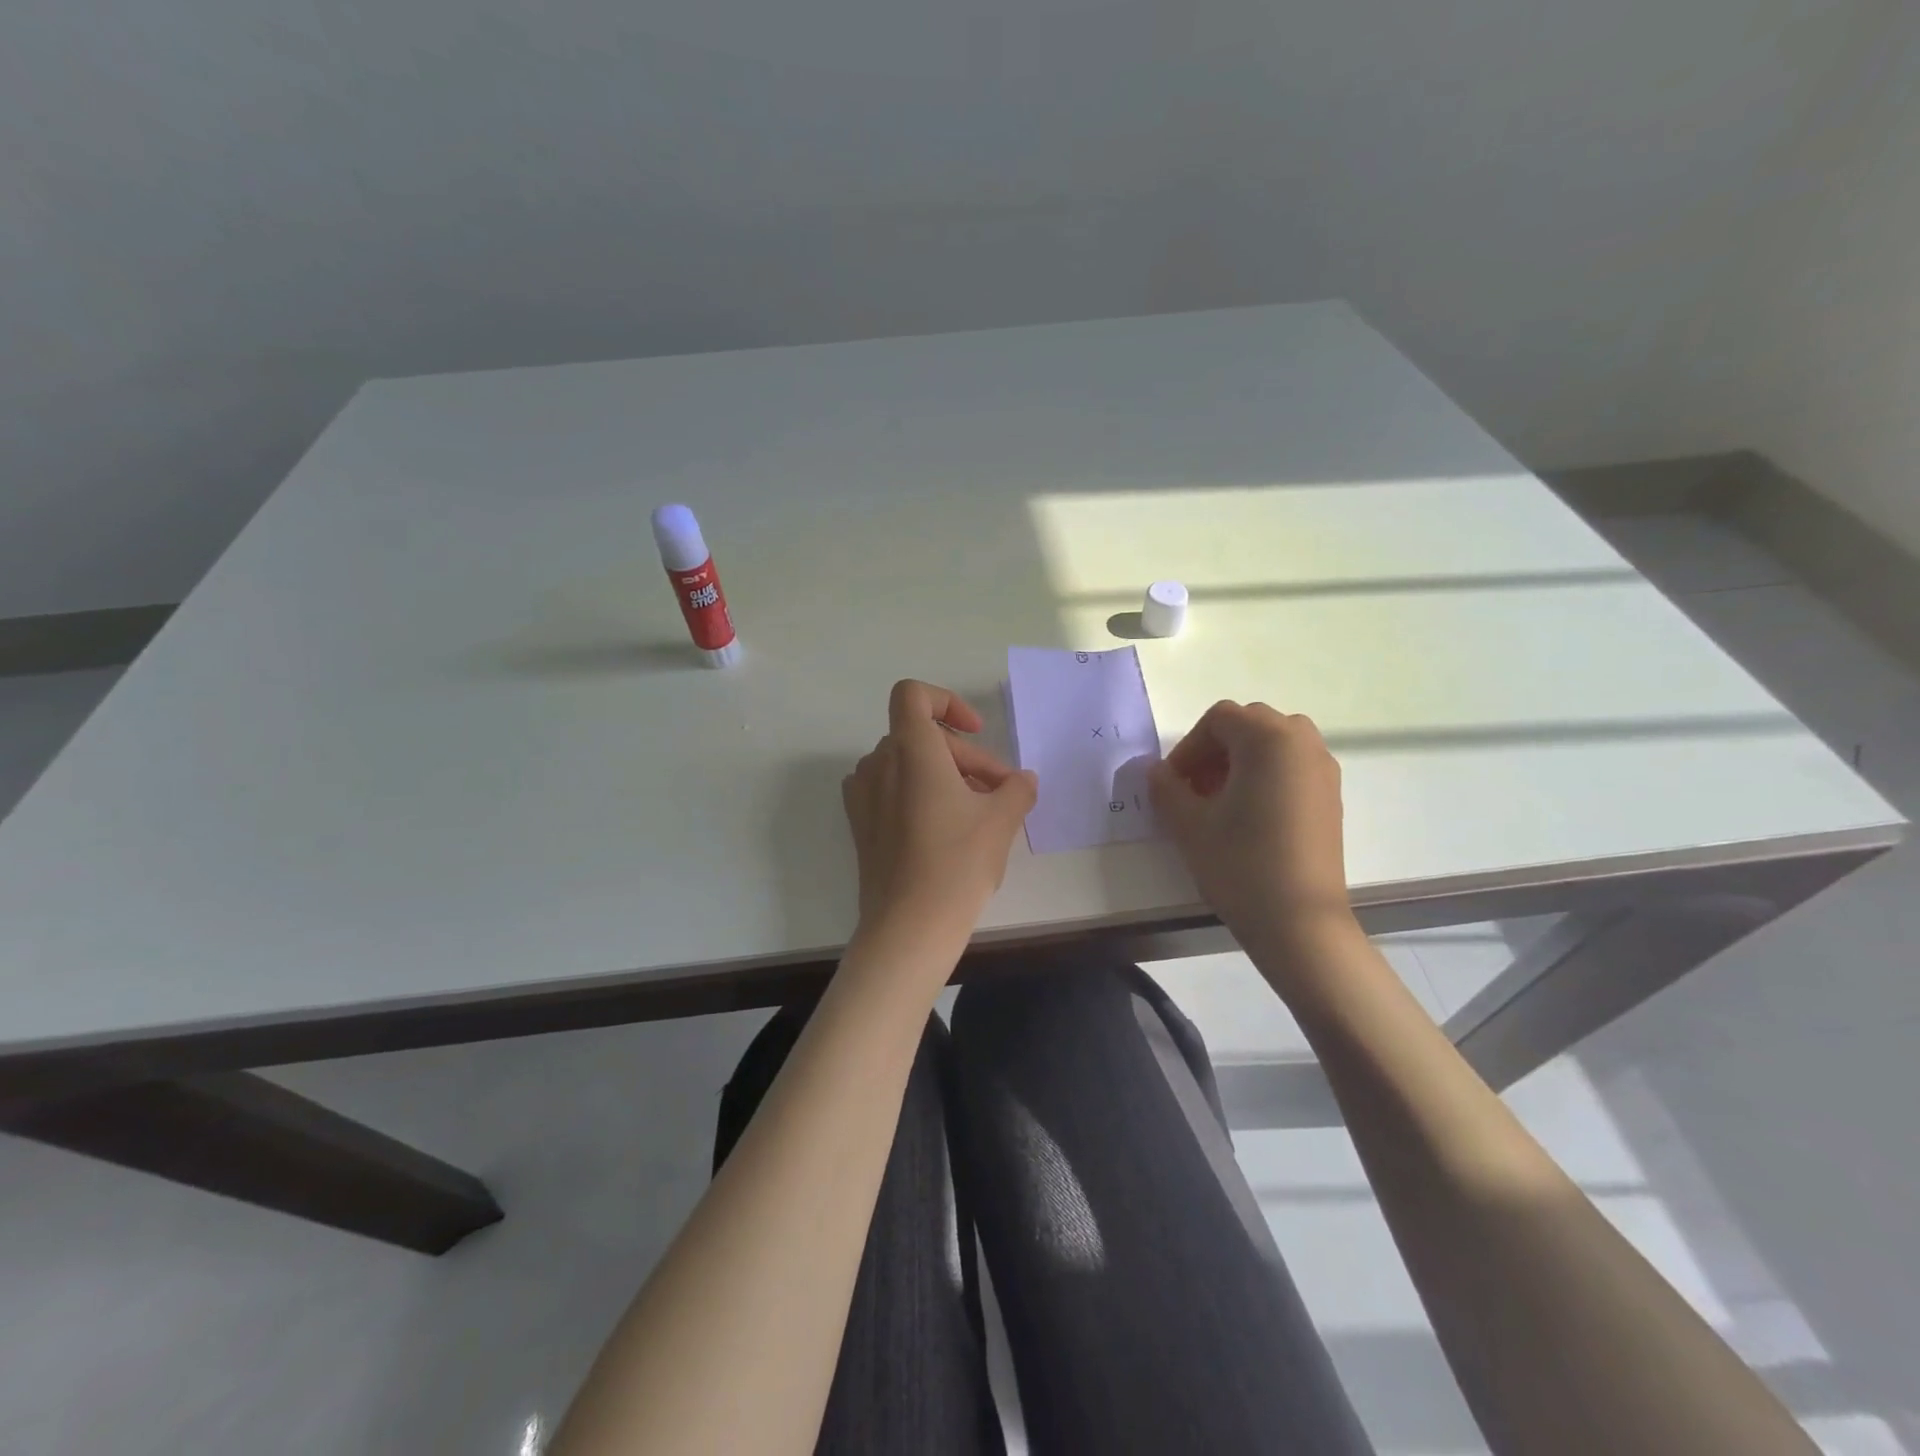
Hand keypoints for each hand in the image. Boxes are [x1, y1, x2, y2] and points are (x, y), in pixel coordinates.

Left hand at [842, 680, 1037, 937]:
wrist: (908, 927)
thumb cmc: (956, 863)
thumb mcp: (1001, 821)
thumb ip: (1016, 790)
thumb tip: (1023, 781)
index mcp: (910, 750)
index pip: (913, 695)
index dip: (946, 701)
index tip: (975, 731)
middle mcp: (878, 764)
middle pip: (922, 736)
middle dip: (965, 757)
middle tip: (999, 792)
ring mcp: (863, 795)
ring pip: (907, 764)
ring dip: (944, 776)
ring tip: (976, 812)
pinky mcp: (860, 824)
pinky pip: (890, 790)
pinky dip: (918, 794)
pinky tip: (944, 828)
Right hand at [1148, 701, 1353, 946]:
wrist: (1300, 922)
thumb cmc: (1240, 864)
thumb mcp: (1189, 824)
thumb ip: (1166, 788)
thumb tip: (1157, 772)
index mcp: (1268, 739)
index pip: (1219, 720)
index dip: (1188, 747)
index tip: (1173, 784)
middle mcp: (1302, 743)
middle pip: (1249, 725)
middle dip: (1215, 751)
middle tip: (1194, 789)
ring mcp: (1323, 770)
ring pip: (1273, 745)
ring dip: (1241, 762)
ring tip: (1220, 803)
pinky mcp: (1332, 797)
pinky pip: (1292, 767)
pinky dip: (1266, 777)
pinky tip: (1249, 818)